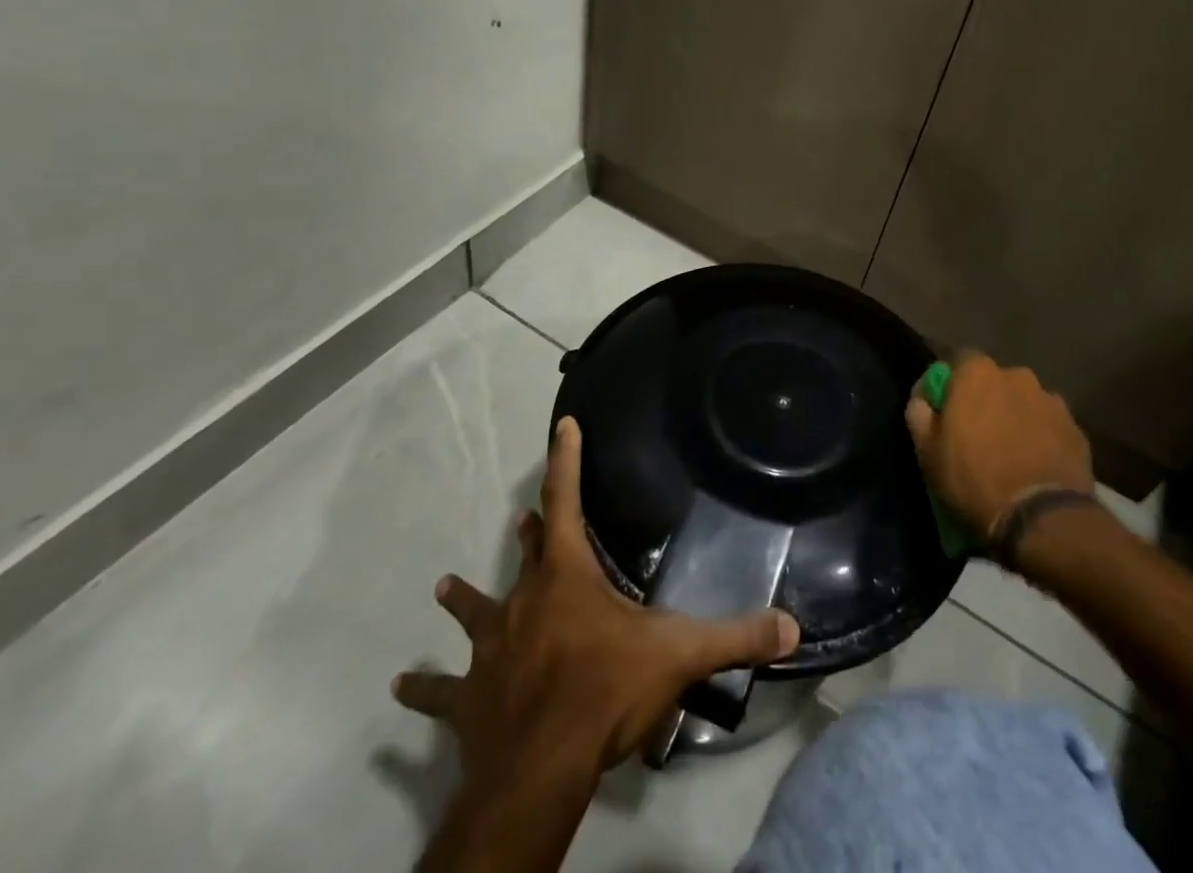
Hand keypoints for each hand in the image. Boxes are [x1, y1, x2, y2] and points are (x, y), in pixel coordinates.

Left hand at [392, 417, 800, 783]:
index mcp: (567, 577)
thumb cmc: (605, 692)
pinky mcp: (468, 699)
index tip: (561, 424)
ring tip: (445, 585)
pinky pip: (442, 692)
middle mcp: (524, 601)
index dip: (566, 459)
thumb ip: (737, 637)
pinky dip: (424, 690)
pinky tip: (401, 689)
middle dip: (531, 532)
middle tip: (523, 517)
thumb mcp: (680, 657)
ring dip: (464, 599)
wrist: (539, 769)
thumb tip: (792, 626)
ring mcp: (490, 649)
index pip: (566, 499)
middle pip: (528, 554)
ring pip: (476, 612)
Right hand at [904, 351, 1095, 547]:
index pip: (959, 362)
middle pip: (996, 382)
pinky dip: (1043, 438)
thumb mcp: (928, 452)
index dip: (952, 385)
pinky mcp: (1076, 428)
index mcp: (978, 373)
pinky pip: (1050, 426)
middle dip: (988, 401)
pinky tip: (1036, 466)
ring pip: (1026, 403)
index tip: (946, 412)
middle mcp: (1017, 375)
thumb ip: (919, 413)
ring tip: (1012, 453)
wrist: (1042, 518)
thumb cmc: (974, 479)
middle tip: (979, 435)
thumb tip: (923, 399)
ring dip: (1017, 418)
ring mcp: (1051, 400)